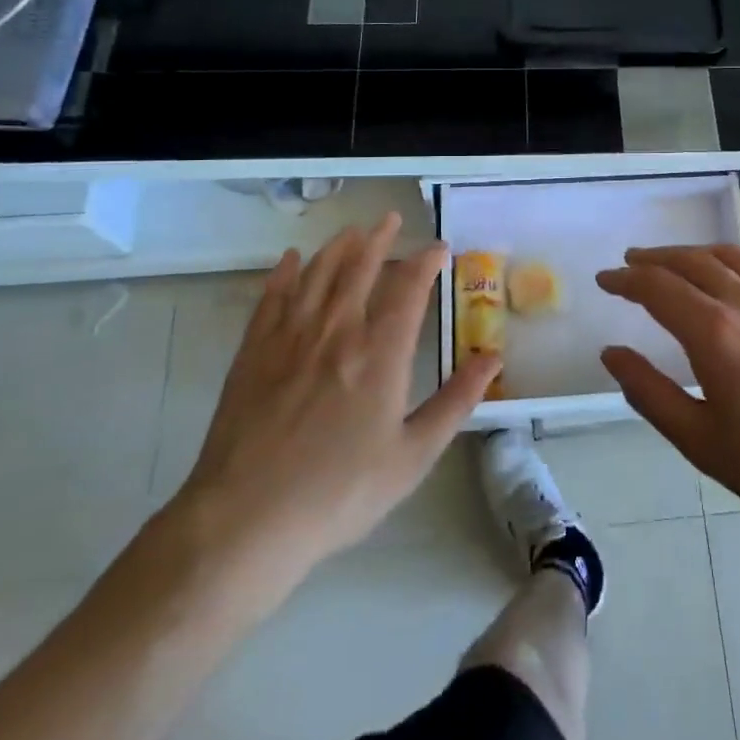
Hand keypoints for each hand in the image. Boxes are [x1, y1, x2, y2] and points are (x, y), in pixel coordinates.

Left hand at [167, 213, 499, 610]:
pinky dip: (285, 273)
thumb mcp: (413, 456)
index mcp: (380, 354)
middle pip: (360, 268)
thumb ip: (456, 402)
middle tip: (391, 219)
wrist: (246, 520)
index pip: (408, 289)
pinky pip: (272, 297)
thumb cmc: (340, 493)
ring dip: (338, 247)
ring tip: (352, 231)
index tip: (438, 248)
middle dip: (379, 239)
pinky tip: (292, 259)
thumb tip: (493, 358)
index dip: (425, 262)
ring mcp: (291, 338)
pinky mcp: (254, 352)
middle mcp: (337, 331)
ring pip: (318, 274)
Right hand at [598, 245, 739, 556]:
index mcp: (716, 334)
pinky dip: (736, 267)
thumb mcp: (699, 441)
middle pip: (693, 261)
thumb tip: (612, 353)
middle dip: (656, 258)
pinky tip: (733, 282)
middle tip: (632, 262)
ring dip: (696, 253)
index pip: (658, 287)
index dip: (626, 279)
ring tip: (676, 261)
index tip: (605, 279)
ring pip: (732, 257)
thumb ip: (649, 391)